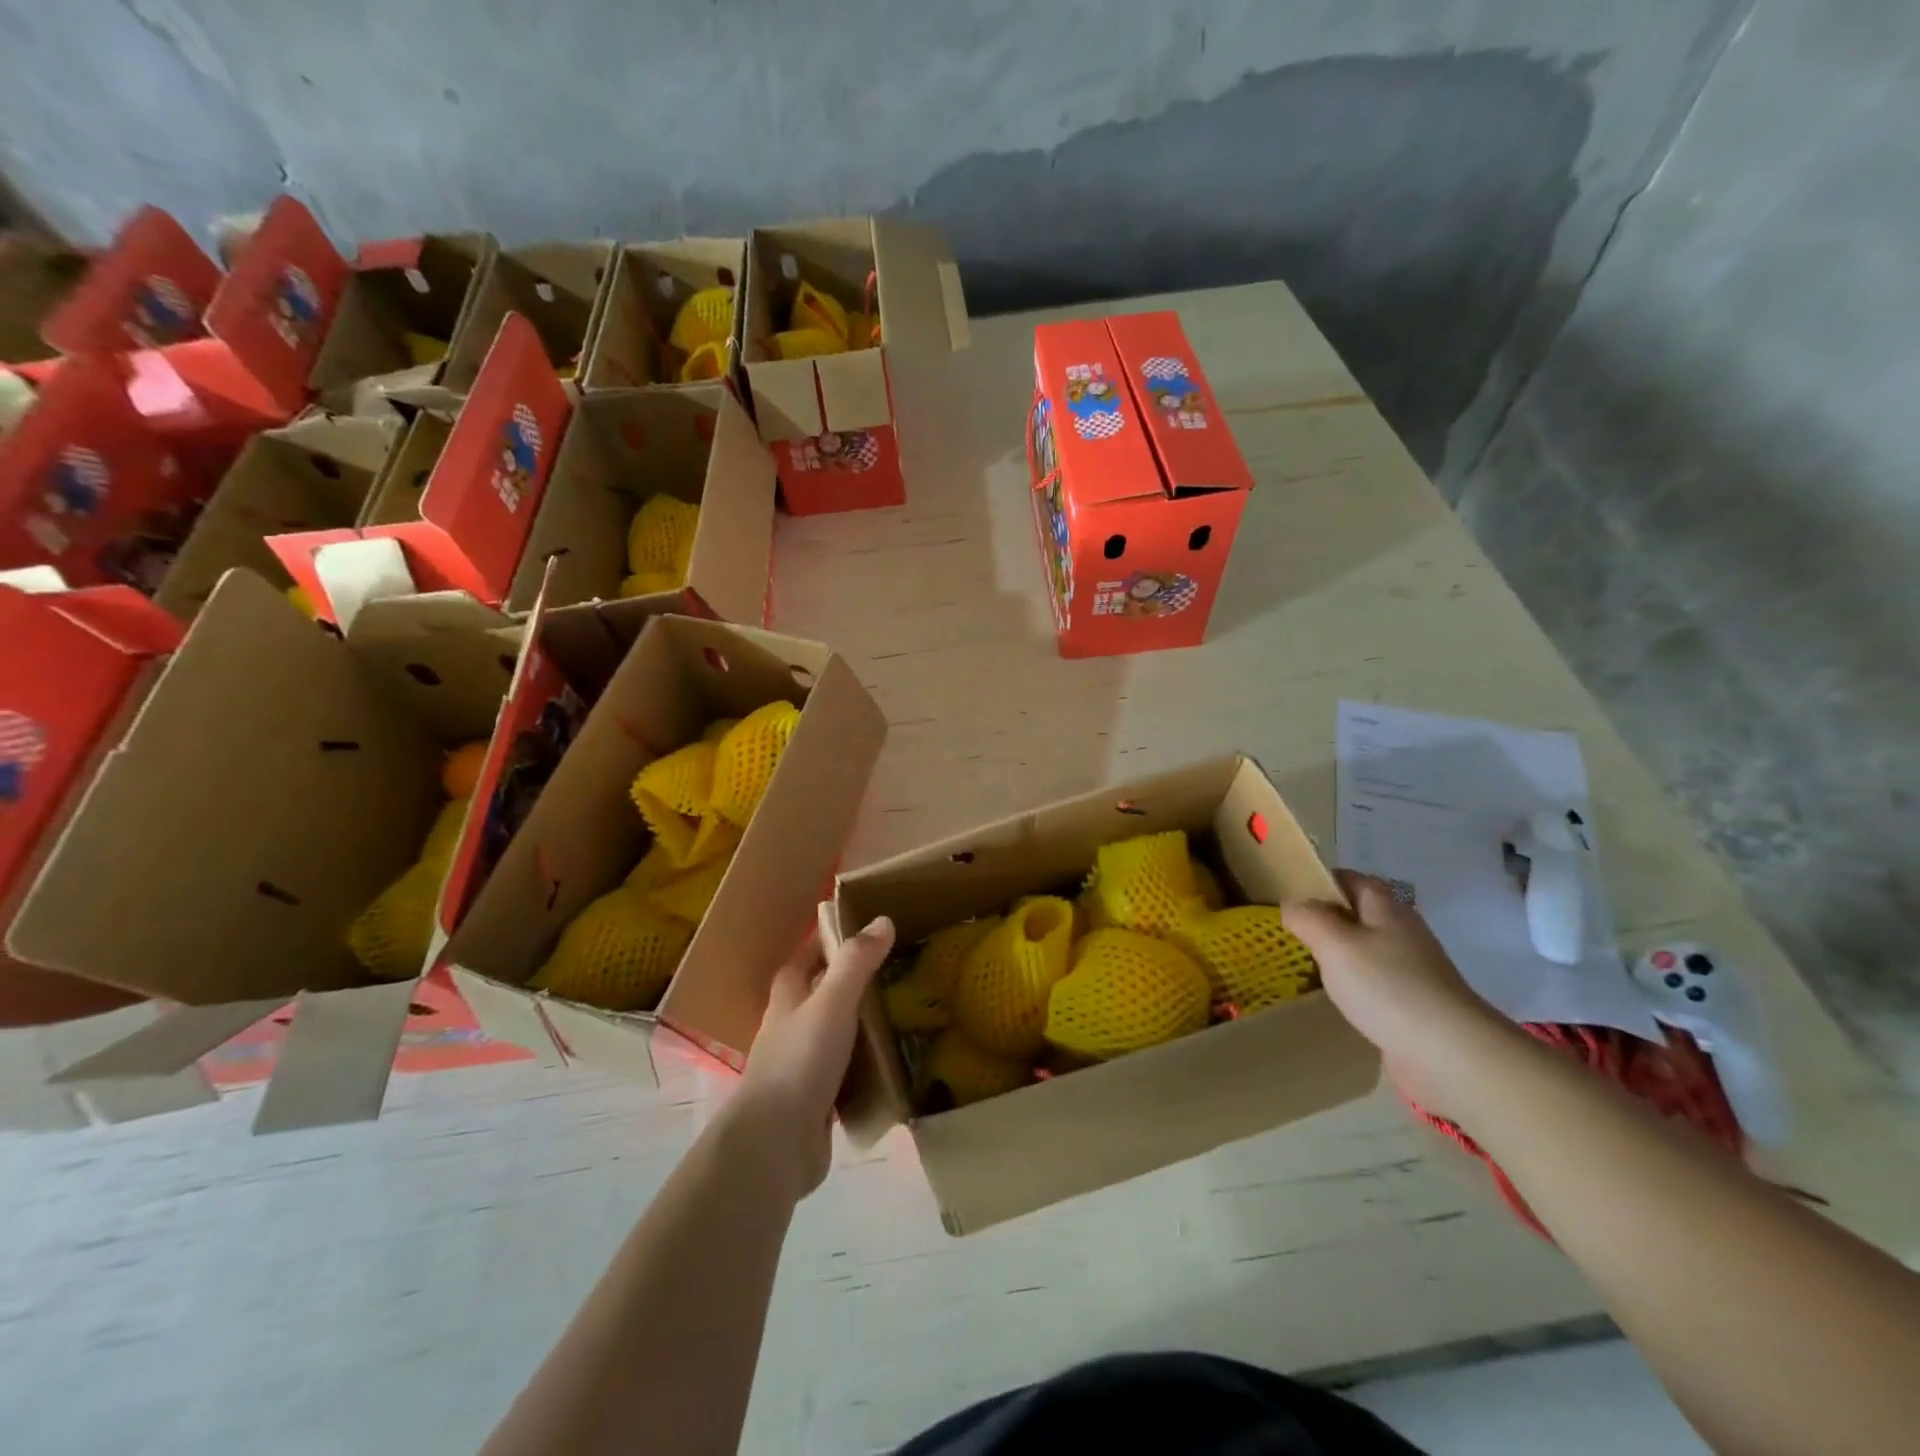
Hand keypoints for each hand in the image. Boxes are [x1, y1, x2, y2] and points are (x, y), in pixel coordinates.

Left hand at [728, 914, 895, 1200]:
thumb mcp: (832, 1002)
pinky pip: (842, 1074)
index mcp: (787, 999)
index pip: (802, 959)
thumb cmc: (801, 1060)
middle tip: (889, 970)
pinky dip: (862, 1065)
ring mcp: (799, 1068)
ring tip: (897, 1012)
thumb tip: (882, 920)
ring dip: (856, 1024)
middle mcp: (789, 1029)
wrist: (776, 1143)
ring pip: (830, 1035)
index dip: (823, 942)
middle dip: (846, 982)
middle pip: (816, 996)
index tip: (857, 929)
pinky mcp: (813, 1102)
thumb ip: (856, 962)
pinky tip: (889, 1064)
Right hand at [1284, 872, 1512, 1114]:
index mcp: (1387, 909)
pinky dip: (1354, 983)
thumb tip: (1292, 903)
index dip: (1322, 880)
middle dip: (1328, 917)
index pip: (1352, 879)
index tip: (1290, 892)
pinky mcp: (1415, 1003)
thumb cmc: (1386, 985)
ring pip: (1368, 948)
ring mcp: (1413, 969)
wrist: (1448, 1052)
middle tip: (1291, 929)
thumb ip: (1307, 917)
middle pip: (1361, 913)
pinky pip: (1376, 982)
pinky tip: (1336, 996)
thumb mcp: (1333, 943)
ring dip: (1340, 952)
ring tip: (1306, 962)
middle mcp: (1403, 932)